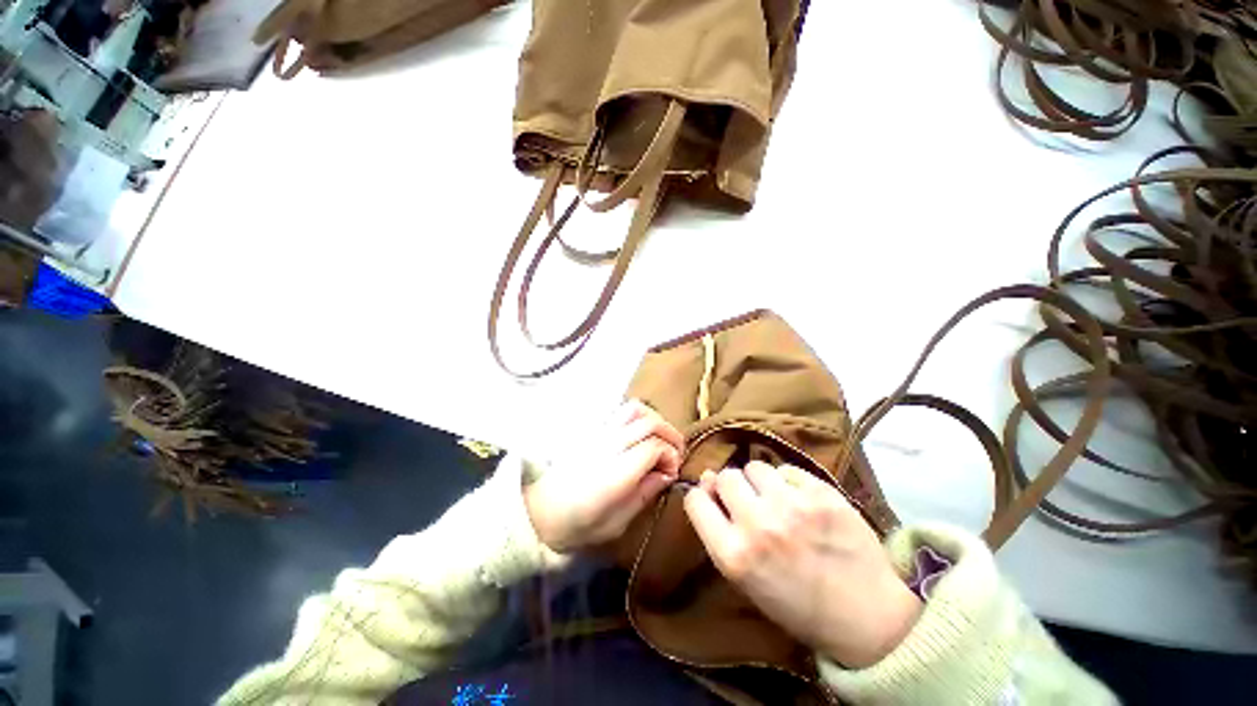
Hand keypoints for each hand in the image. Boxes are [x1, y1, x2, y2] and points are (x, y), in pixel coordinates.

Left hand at [525, 400, 683, 552]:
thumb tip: (665, 475)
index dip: (671, 457)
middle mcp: (606, 447)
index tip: (671, 474)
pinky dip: (636, 418)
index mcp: (615, 473)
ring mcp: (595, 436)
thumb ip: (643, 496)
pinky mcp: (587, 433)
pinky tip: (638, 438)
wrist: (536, 514)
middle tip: (675, 456)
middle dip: (670, 436)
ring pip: (633, 409)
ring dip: (654, 420)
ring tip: (660, 441)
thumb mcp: (615, 524)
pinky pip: (617, 413)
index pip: (655, 447)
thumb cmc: (576, 526)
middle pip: (649, 423)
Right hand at [683, 462, 921, 667]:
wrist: (861, 611)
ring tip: (774, 500)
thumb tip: (712, 494)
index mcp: (734, 556)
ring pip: (758, 467)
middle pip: (727, 478)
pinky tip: (801, 501)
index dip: (701, 498)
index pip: (696, 502)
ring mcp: (794, 505)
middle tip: (746, 502)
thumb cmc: (799, 610)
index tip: (710, 502)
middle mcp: (759, 524)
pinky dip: (789, 482)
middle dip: (730, 488)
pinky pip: (791, 471)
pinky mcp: (825, 493)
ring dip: (759, 482)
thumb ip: (728, 541)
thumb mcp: (749, 585)